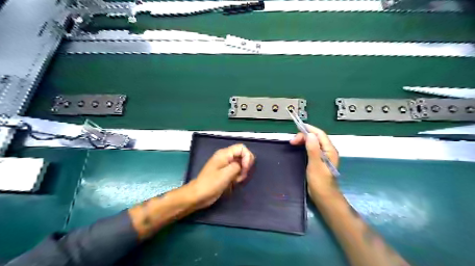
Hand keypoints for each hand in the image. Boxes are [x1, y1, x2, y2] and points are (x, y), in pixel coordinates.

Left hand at [185, 144, 255, 210]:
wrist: (198, 195)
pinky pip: (236, 170)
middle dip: (245, 165)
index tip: (245, 169)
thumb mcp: (226, 174)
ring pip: (241, 164)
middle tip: (241, 176)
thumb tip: (243, 165)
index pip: (242, 148)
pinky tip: (234, 182)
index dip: (247, 157)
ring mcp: (225, 164)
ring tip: (237, 181)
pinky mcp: (225, 172)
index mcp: (224, 154)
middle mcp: (226, 157)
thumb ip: (238, 166)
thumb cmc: (211, 184)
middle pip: (242, 155)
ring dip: (242, 172)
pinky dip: (238, 176)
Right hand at [288, 126, 339, 197]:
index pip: (320, 134)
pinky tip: (298, 148)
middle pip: (316, 138)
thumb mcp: (315, 164)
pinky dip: (304, 146)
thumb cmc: (320, 182)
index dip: (309, 129)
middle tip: (292, 141)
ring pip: (313, 143)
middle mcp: (327, 151)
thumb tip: (310, 134)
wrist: (324, 197)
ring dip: (303, 141)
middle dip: (304, 136)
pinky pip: (311, 149)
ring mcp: (322, 156)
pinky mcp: (317, 161)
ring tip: (293, 143)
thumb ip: (313, 149)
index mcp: (329, 150)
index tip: (297, 128)